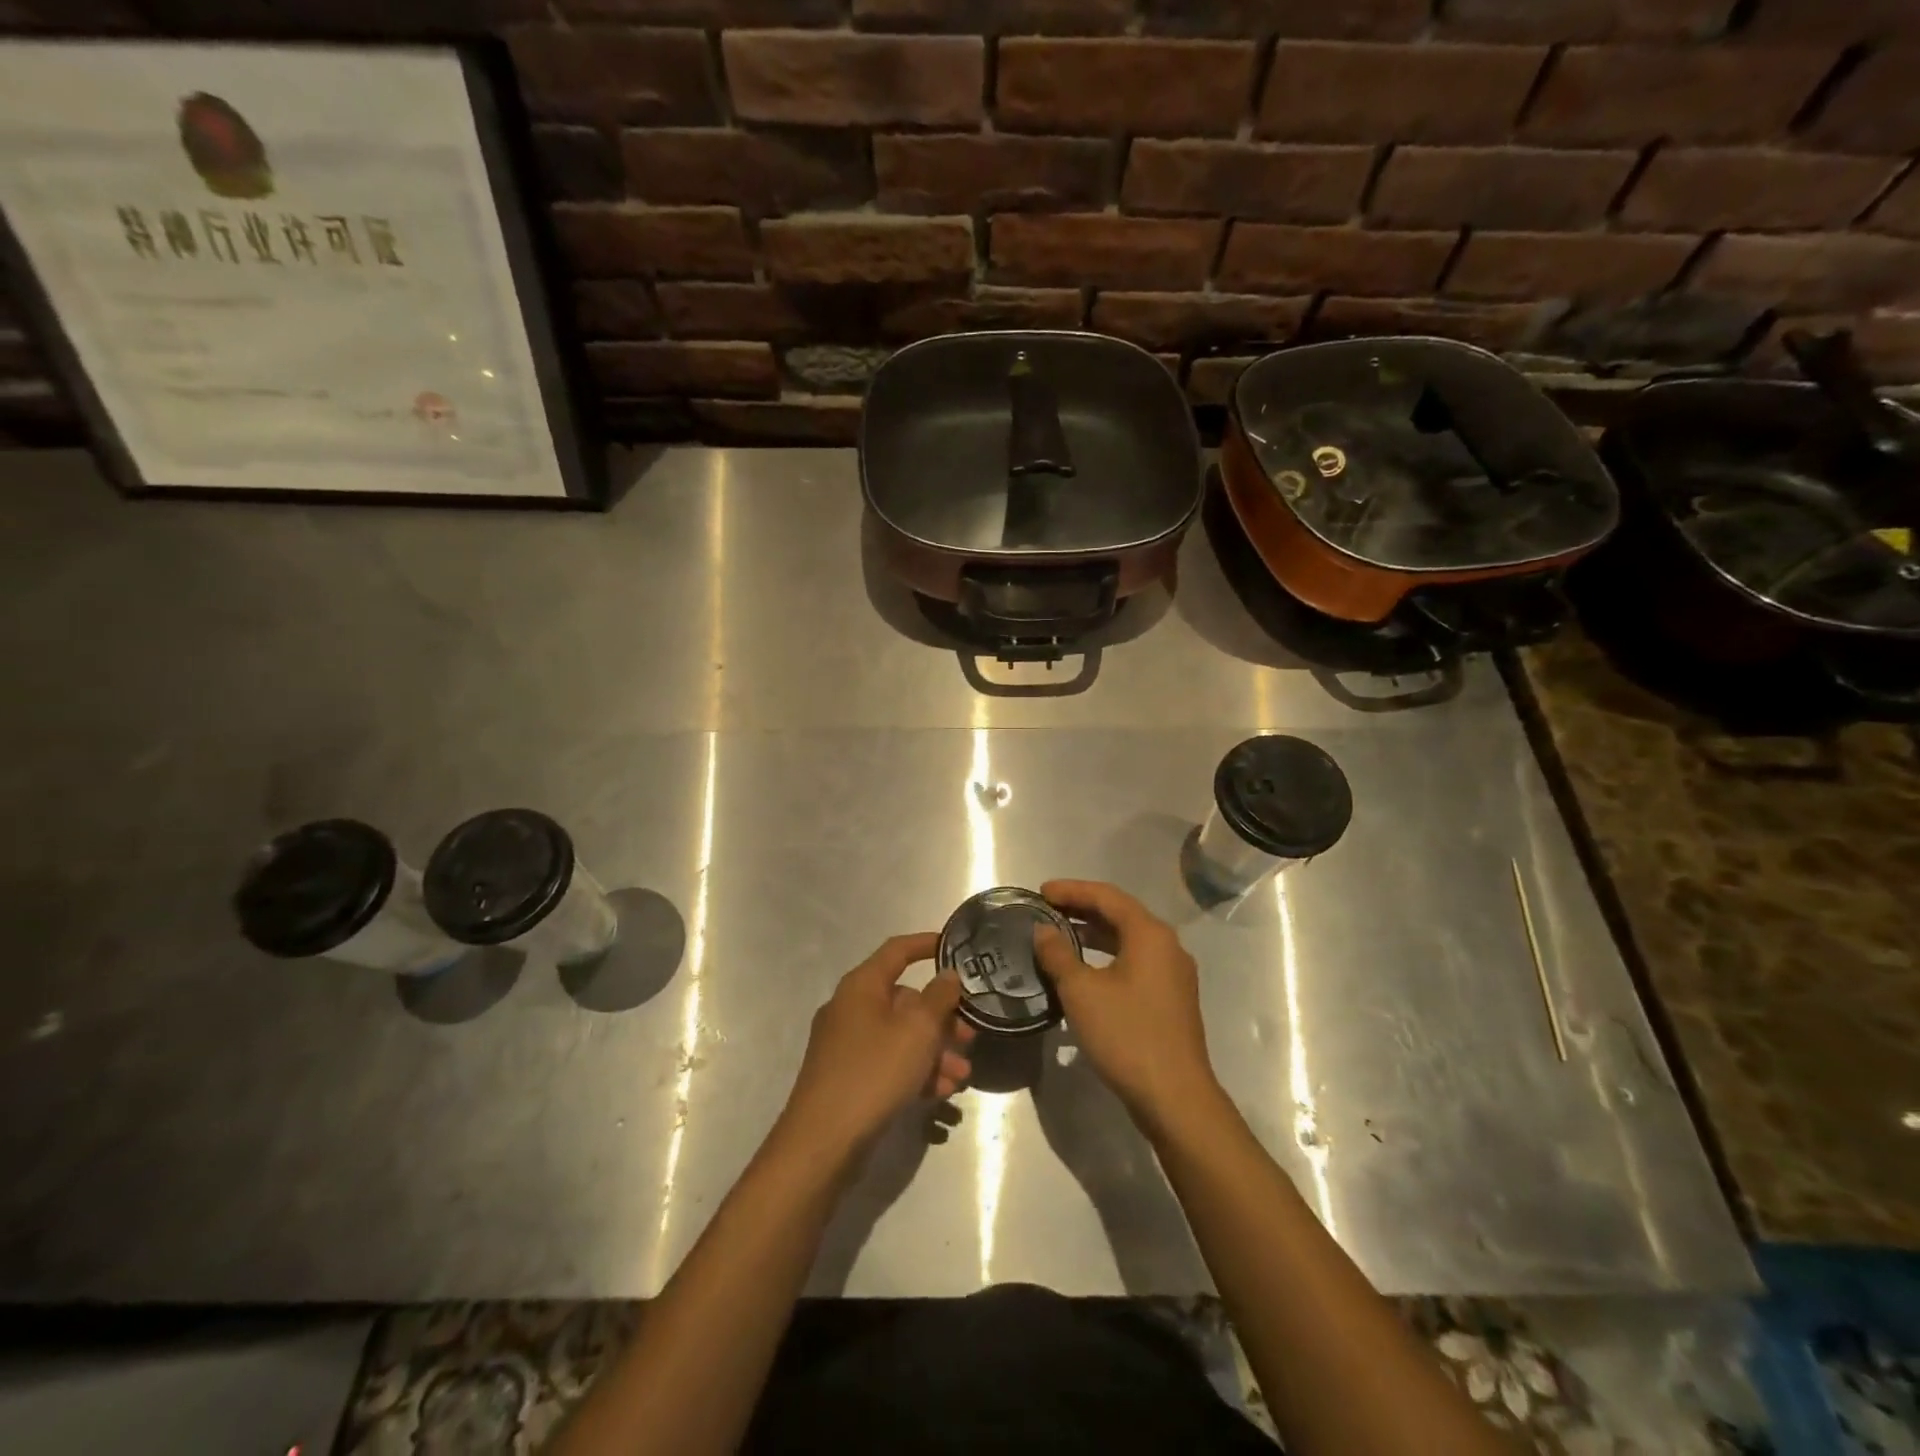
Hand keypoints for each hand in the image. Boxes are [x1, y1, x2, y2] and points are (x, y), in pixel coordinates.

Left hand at [777, 933, 975, 1163]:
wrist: (822, 1143)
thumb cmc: (874, 1073)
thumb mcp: (917, 1031)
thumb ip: (938, 998)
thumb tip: (947, 974)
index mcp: (861, 986)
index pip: (897, 950)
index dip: (926, 944)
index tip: (954, 946)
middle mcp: (850, 1008)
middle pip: (904, 1000)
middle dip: (942, 1018)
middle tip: (971, 1036)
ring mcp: (846, 1045)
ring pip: (900, 1035)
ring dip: (934, 1051)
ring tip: (961, 1076)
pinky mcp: (848, 1078)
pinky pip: (889, 1062)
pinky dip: (915, 1072)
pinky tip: (942, 1094)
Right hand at [1033, 880, 1219, 1135]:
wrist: (1175, 1097)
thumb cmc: (1127, 1035)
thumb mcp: (1082, 992)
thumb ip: (1058, 954)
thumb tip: (1042, 931)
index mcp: (1149, 934)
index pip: (1107, 896)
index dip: (1071, 890)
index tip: (1040, 891)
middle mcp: (1167, 945)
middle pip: (1120, 914)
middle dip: (1082, 909)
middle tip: (1046, 910)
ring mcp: (1173, 973)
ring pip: (1128, 939)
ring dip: (1094, 933)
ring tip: (1059, 935)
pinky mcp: (1171, 998)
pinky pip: (1135, 961)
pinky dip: (1107, 956)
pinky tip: (1084, 970)